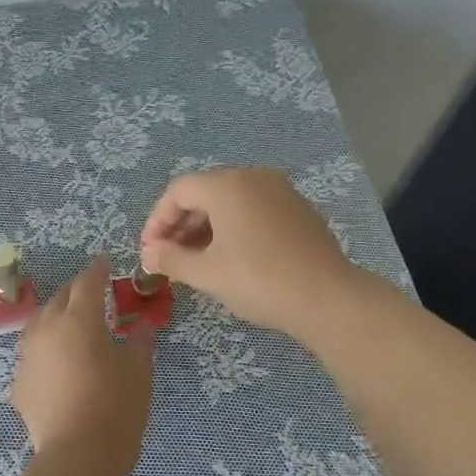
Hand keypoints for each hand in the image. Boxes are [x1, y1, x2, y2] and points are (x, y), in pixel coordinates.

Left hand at [11, 256, 153, 475]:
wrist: (78, 457)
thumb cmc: (116, 407)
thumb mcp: (138, 371)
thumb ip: (139, 342)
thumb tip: (143, 324)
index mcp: (80, 319)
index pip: (88, 282)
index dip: (98, 270)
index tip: (105, 263)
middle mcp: (47, 329)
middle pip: (60, 299)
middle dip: (76, 292)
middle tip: (94, 294)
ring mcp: (28, 357)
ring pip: (40, 324)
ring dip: (57, 317)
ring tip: (72, 325)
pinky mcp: (19, 384)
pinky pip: (34, 355)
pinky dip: (47, 350)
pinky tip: (59, 364)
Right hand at [140, 167, 360, 338]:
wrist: (326, 298)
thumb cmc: (259, 281)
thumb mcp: (207, 273)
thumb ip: (171, 259)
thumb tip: (149, 254)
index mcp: (228, 185)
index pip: (179, 191)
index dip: (157, 220)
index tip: (149, 251)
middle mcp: (255, 177)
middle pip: (205, 192)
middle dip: (181, 224)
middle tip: (168, 258)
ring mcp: (281, 191)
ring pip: (232, 202)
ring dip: (206, 228)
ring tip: (195, 262)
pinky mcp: (299, 210)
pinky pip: (255, 210)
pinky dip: (234, 228)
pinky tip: (230, 258)